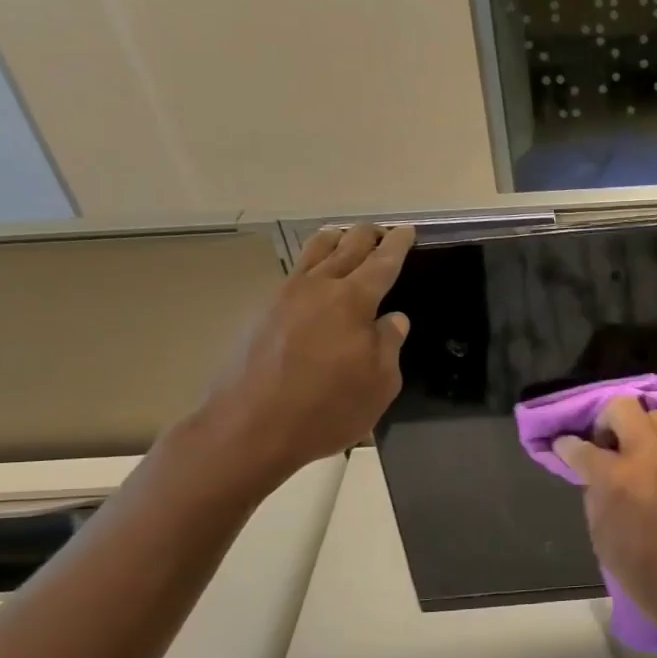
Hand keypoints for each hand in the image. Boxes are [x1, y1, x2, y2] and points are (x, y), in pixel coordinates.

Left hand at [176, 223, 413, 498]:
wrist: (249, 428)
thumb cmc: (326, 409)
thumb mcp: (379, 384)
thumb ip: (388, 345)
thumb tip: (391, 319)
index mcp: (352, 302)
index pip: (382, 264)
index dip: (397, 246)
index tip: (407, 231)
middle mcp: (317, 288)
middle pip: (346, 248)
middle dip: (367, 236)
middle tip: (380, 230)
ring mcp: (283, 297)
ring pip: (312, 254)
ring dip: (333, 240)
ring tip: (342, 234)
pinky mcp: (260, 314)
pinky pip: (293, 274)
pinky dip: (309, 262)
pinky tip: (311, 272)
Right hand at [555, 397, 656, 652]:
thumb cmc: (645, 577)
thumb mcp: (603, 539)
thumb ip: (596, 497)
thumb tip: (594, 475)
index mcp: (620, 478)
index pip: (583, 447)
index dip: (567, 446)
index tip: (562, 447)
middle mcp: (651, 457)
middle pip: (624, 408)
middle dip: (603, 419)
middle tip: (599, 446)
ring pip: (654, 417)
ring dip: (635, 427)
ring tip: (626, 456)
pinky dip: (654, 448)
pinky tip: (649, 474)